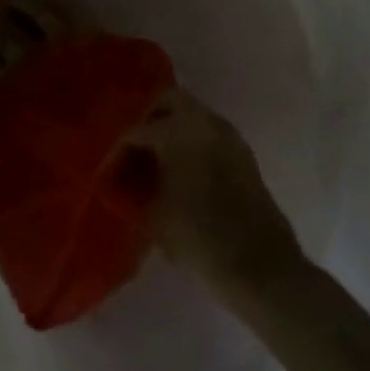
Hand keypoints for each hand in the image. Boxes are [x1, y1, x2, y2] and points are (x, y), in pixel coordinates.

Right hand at [125, 89, 306, 295]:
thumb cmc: (198, 238)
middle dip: (149, 119)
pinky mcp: (245, 158)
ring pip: (194, 117)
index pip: (137, 131)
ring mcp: (231, 139)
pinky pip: (210, 136)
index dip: (118, 151)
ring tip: (155, 162)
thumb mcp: (154, 214)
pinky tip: (180, 173)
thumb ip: (137, 188)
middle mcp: (207, 124)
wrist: (261, 269)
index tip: (107, 172)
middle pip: (171, 101)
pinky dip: (193, 144)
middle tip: (133, 149)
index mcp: (179, 132)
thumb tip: (126, 181)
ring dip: (174, 130)